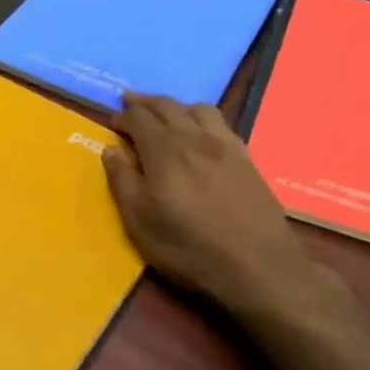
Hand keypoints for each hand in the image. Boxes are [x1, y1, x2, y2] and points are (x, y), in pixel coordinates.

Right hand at [104, 94, 329, 322]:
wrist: (258, 267)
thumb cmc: (189, 248)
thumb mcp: (140, 222)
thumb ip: (122, 181)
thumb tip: (110, 150)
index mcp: (164, 150)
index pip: (139, 118)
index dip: (122, 116)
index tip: (112, 124)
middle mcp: (194, 137)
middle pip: (167, 106)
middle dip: (145, 102)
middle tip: (130, 102)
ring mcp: (225, 145)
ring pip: (198, 108)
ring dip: (176, 106)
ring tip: (166, 115)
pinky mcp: (247, 158)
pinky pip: (221, 123)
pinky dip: (203, 119)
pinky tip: (201, 133)